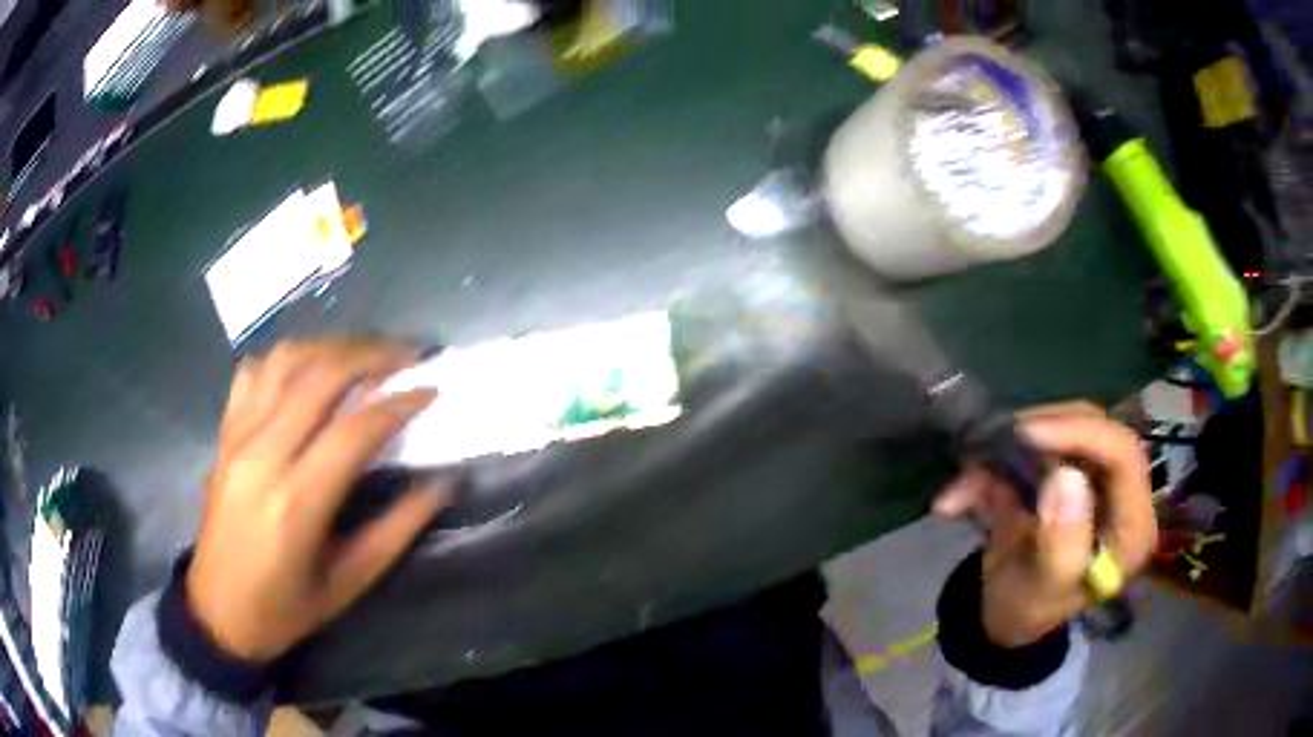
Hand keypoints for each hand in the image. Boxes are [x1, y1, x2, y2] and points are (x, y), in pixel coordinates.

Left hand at [187, 340, 453, 662]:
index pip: (355, 429)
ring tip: (365, 355)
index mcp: (297, 502)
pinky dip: (287, 360)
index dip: (399, 403)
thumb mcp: (349, 583)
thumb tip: (442, 484)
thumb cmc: (287, 609)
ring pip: (286, 360)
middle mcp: (263, 455)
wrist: (218, 611)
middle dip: (372, 355)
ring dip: (331, 347)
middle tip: (408, 354)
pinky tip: (309, 371)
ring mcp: (238, 437)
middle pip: (321, 376)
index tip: (431, 390)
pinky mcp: (224, 434)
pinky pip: (254, 373)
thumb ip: (397, 530)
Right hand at [933, 402, 1156, 647]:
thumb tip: (1066, 476)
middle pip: (1094, 430)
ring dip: (1011, 448)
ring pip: (1063, 429)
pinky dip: (997, 460)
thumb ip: (1061, 545)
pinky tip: (962, 493)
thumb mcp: (1041, 592)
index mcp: (1131, 527)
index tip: (1028, 434)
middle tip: (993, 446)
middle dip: (1042, 433)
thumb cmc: (1027, 612)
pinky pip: (1038, 444)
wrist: (1004, 616)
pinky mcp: (1067, 469)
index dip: (1080, 433)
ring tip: (967, 477)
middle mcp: (1122, 493)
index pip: (1123, 454)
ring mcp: (1095, 477)